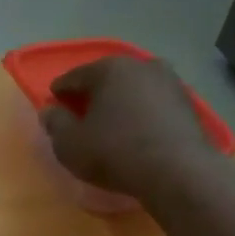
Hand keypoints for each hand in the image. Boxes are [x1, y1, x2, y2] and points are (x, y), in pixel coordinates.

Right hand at [41, 55, 233, 203]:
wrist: (176, 170)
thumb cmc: (114, 153)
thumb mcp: (70, 144)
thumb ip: (55, 124)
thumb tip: (49, 110)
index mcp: (109, 69)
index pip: (74, 76)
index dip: (60, 91)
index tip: (53, 104)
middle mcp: (140, 65)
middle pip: (107, 78)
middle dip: (92, 94)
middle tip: (80, 113)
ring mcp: (169, 81)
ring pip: (133, 89)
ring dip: (120, 102)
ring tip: (110, 123)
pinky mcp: (186, 102)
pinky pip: (153, 103)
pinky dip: (141, 113)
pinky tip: (136, 131)